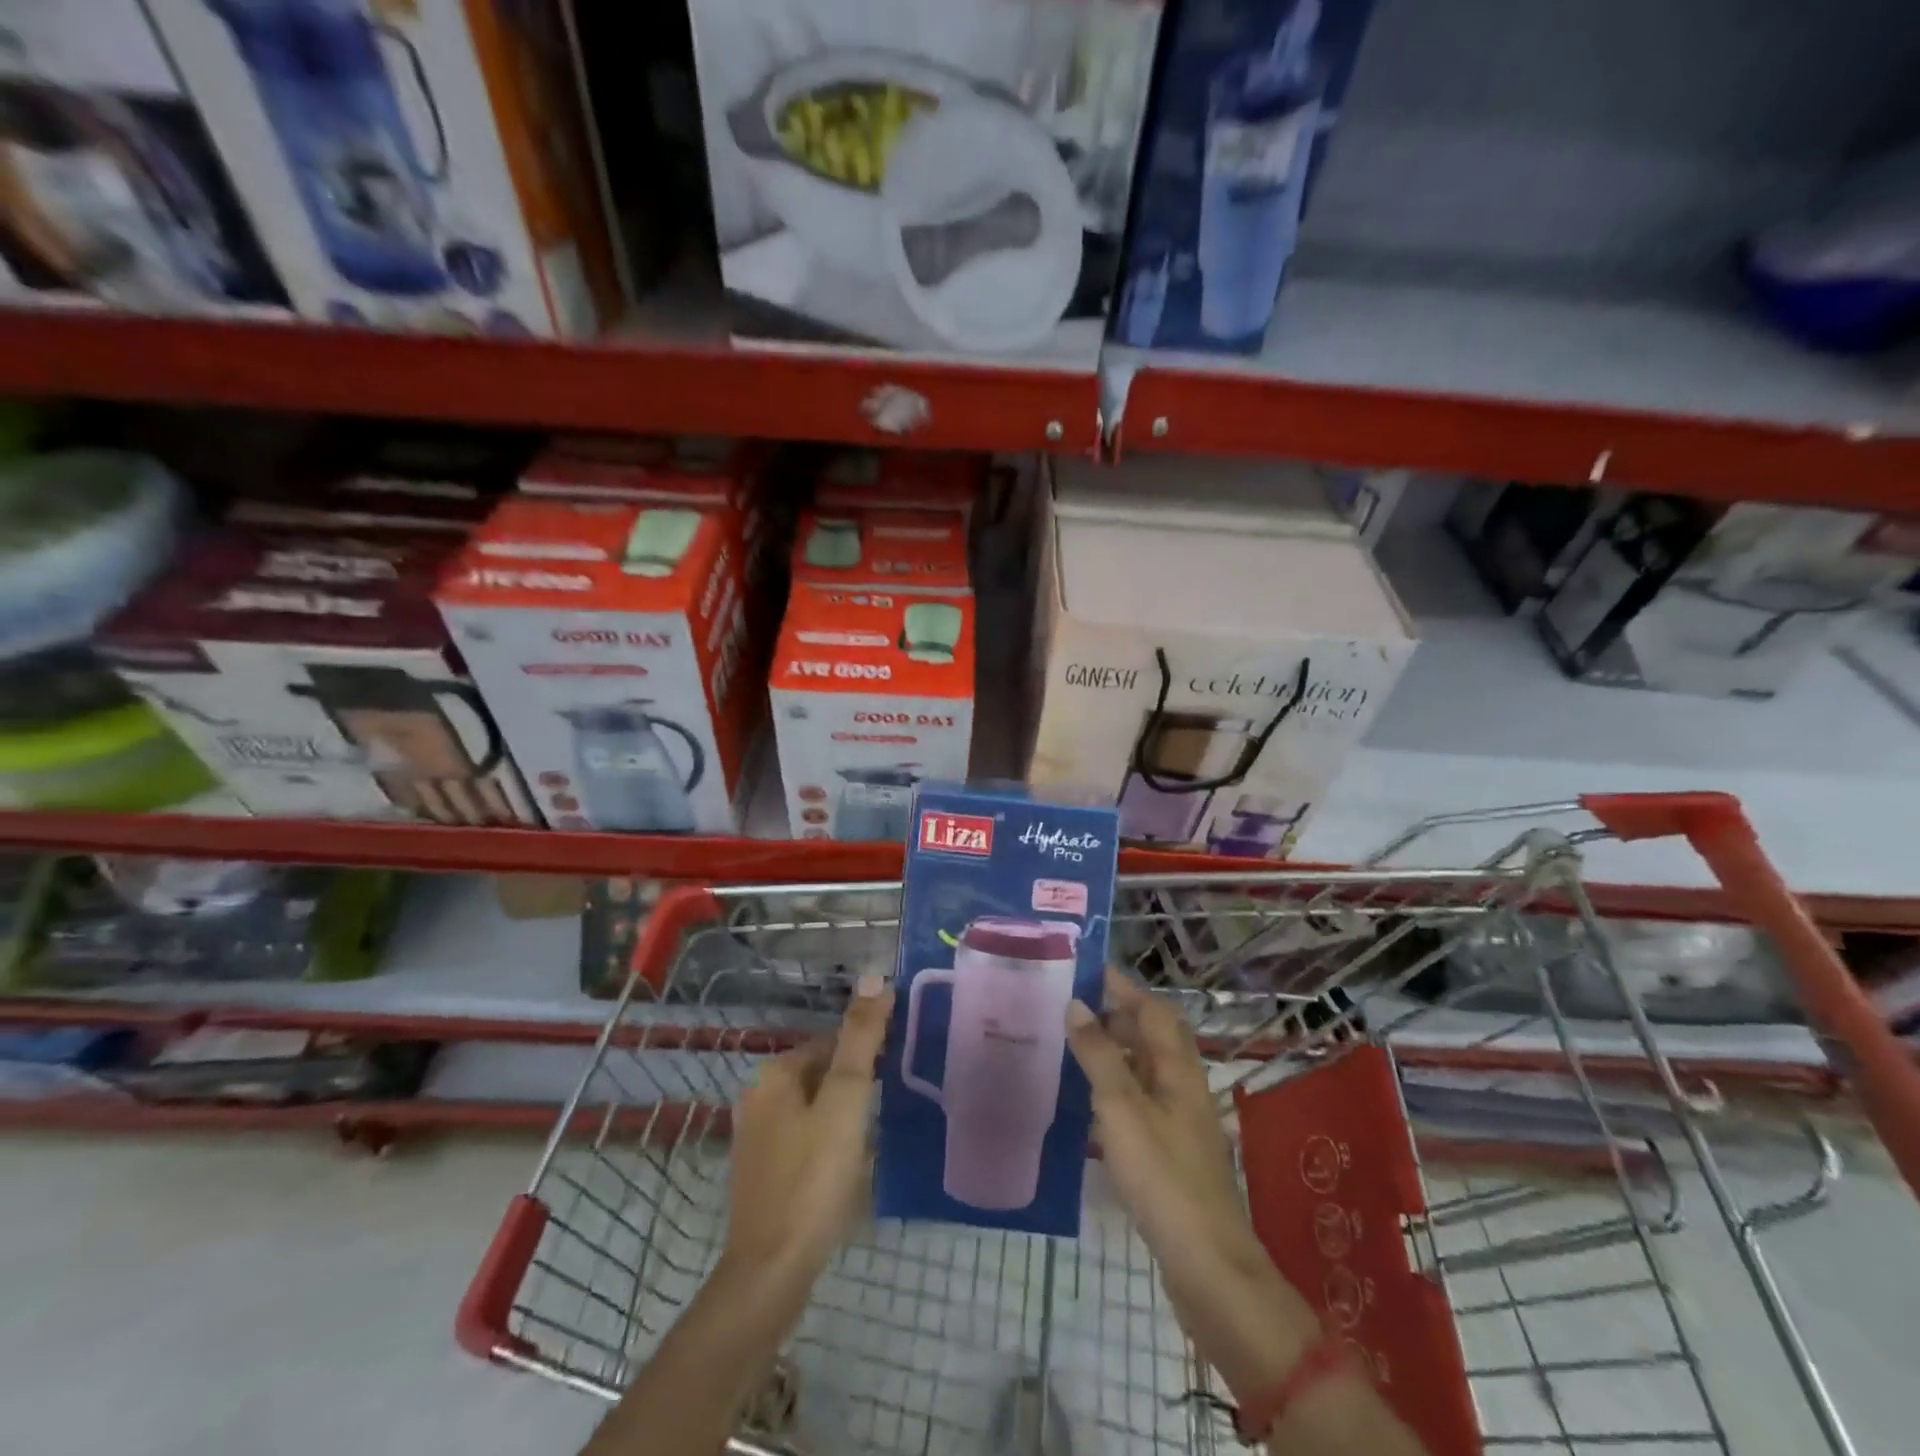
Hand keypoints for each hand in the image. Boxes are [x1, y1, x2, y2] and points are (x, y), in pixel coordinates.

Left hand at [724, 975, 893, 1285]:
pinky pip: (803, 1137)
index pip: (831, 1041)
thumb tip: (873, 977)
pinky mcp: (761, 1173)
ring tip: (879, 1131)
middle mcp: (758, 1097)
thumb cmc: (814, 1177)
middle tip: (894, 1102)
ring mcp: (756, 1138)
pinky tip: (849, 1163)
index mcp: (775, 1074)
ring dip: (844, 1111)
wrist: (772, 1271)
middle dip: (856, 1081)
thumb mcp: (846, 1100)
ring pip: (813, 1106)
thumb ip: (860, 1038)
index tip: (901, 1068)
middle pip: (821, 1072)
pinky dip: (828, 1139)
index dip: (868, 1050)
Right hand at [1066, 970, 1320, 1400]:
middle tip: (1074, 1007)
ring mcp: (1180, 1121)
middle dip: (1119, 1015)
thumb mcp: (1121, 1107)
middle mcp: (1183, 1086)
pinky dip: (1117, 1090)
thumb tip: (1077, 1004)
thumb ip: (1099, 1054)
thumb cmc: (1162, 1174)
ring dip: (1116, 1052)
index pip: (1153, 1009)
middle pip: (1154, 1037)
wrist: (1206, 1261)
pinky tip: (1090, 1104)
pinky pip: (1141, 1102)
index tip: (1088, 970)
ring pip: (1147, 1070)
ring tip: (1074, 1046)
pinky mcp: (1172, 1152)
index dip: (1124, 987)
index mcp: (1177, 1068)